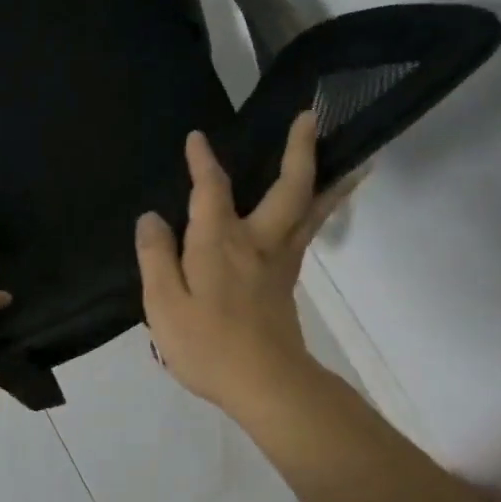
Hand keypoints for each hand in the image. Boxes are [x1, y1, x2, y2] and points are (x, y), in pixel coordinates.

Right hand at [134, 111, 353, 420]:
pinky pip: (307, 233)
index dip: (203, 162)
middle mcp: (257, 242)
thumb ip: (156, 257)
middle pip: (288, 188)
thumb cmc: (208, 344)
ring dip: (327, 178)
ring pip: (310, 210)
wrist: (266, 384)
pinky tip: (316, 207)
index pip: (211, 189)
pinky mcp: (287, 283)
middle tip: (311, 117)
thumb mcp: (163, 303)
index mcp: (220, 242)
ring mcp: (280, 262)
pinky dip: (320, 209)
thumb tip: (151, 218)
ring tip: (349, 156)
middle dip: (298, 150)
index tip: (197, 138)